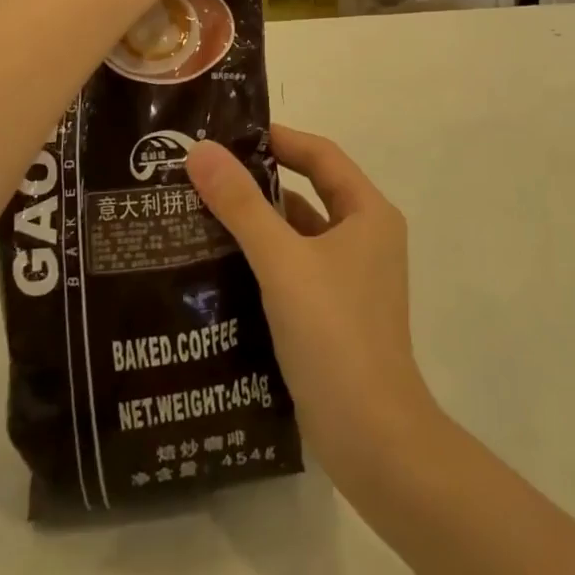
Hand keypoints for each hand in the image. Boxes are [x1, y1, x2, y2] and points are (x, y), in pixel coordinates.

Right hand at [186, 126, 438, 487]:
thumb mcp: (282, 262)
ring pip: (299, 233)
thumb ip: (241, 205)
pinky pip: (295, 268)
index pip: (321, 156)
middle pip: (309, 191)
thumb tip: (201, 150)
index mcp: (368, 213)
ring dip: (259, 221)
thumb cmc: (334, 334)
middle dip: (260, 180)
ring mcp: (351, 279)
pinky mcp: (334, 313)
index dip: (278, 139)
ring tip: (201, 212)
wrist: (373, 439)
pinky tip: (220, 265)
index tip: (229, 134)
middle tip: (206, 171)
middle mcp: (365, 238)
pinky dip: (263, 260)